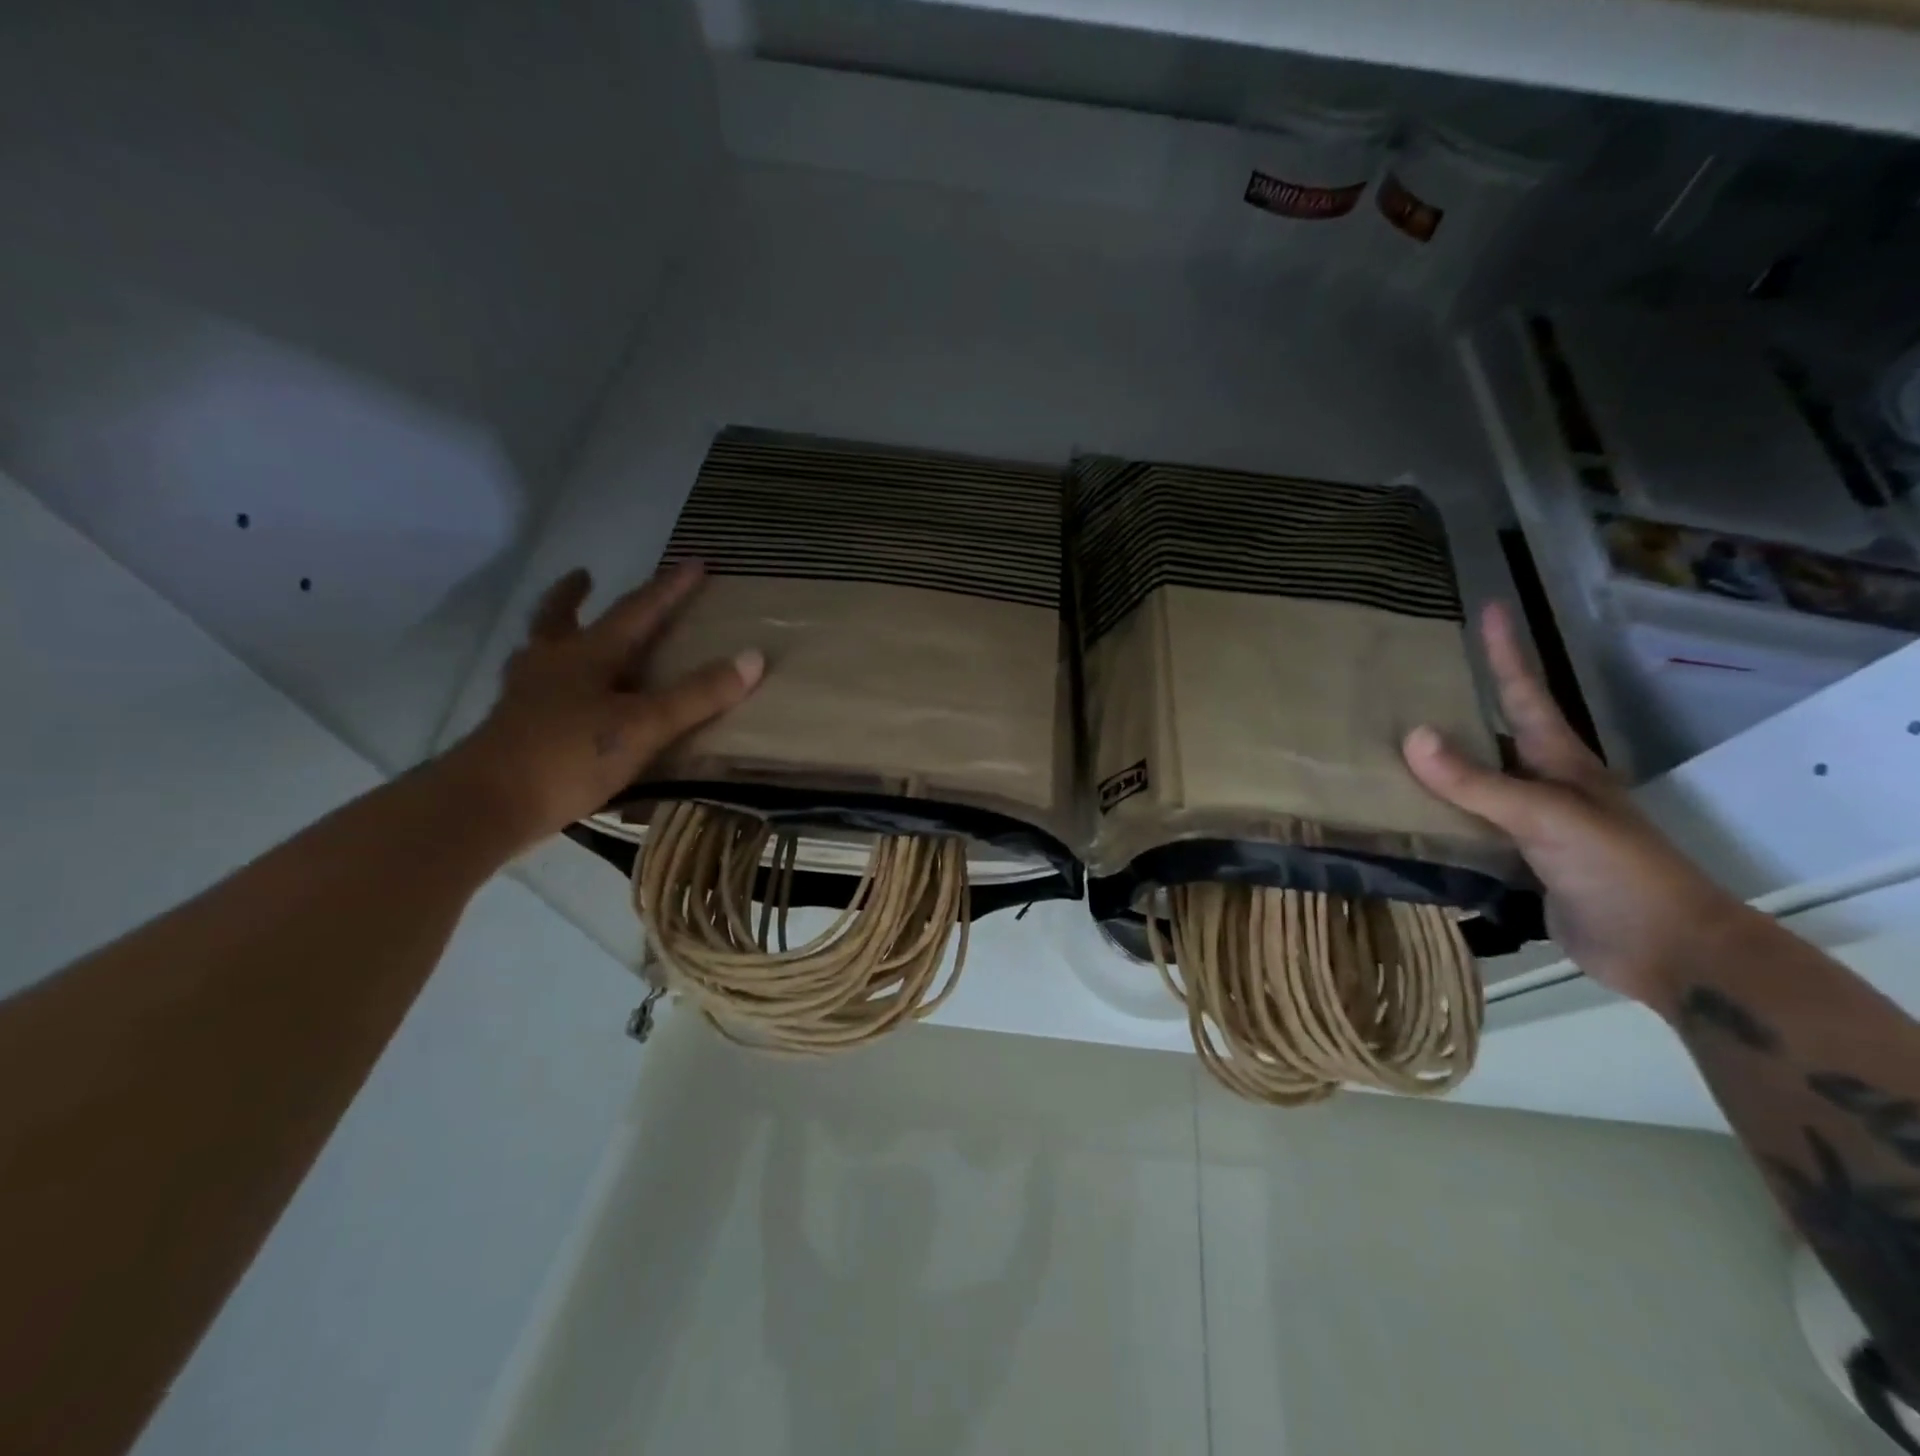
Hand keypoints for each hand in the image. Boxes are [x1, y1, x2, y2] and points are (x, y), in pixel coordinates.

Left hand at [442, 562, 761, 852]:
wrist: (487, 805)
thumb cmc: (570, 755)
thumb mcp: (645, 725)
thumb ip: (698, 695)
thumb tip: (753, 657)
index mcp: (587, 654)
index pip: (637, 610)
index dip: (669, 588)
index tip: (694, 563)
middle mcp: (552, 664)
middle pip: (561, 618)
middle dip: (576, 596)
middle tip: (584, 576)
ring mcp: (525, 696)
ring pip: (539, 651)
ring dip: (553, 633)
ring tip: (563, 634)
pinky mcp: (512, 729)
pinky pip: (533, 689)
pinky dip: (545, 680)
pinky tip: (556, 700)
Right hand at [1402, 602, 1752, 1008]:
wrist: (1662, 950)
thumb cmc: (1616, 868)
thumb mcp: (1546, 816)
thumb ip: (1476, 781)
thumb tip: (1412, 736)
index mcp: (1558, 761)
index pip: (1525, 693)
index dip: (1506, 651)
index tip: (1489, 606)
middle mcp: (1540, 785)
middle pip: (1489, 736)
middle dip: (1452, 709)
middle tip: (1401, 686)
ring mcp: (1527, 825)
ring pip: (1470, 785)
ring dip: (1432, 769)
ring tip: (1380, 748)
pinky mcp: (1513, 862)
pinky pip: (1462, 829)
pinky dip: (1431, 818)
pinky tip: (1397, 816)